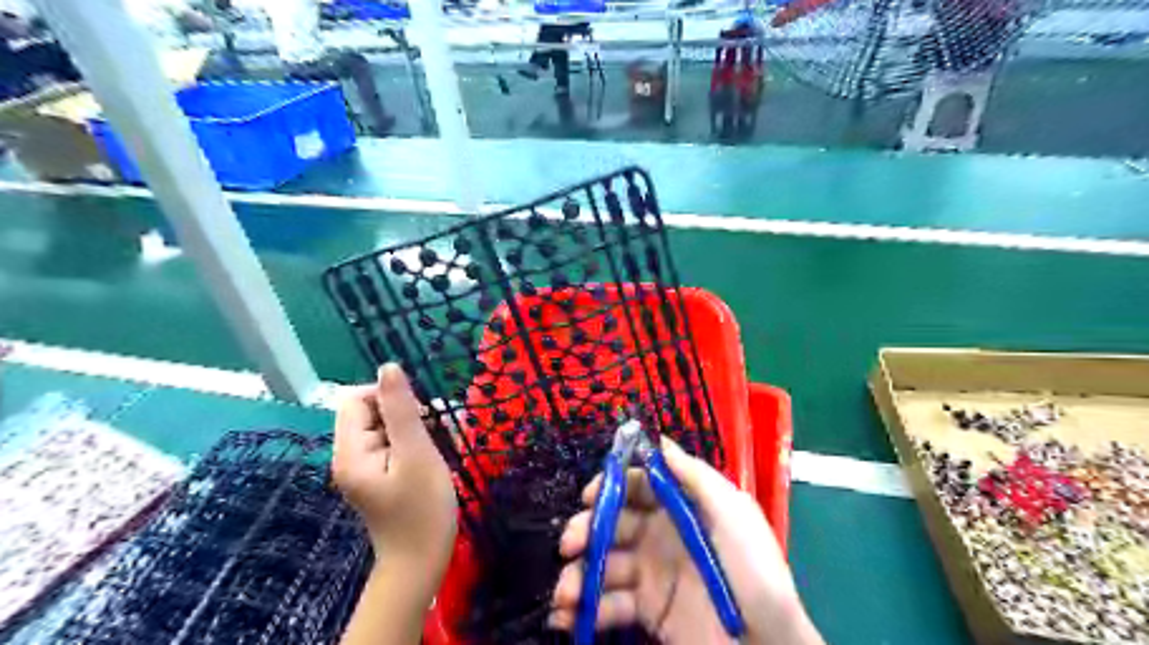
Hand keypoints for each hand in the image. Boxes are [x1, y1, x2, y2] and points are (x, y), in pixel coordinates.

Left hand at [332, 363, 458, 589]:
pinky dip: (416, 442)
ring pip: (387, 426)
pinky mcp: (379, 475)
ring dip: (416, 427)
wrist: (422, 562)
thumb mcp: (417, 453)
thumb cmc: (422, 508)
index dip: (387, 396)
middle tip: (437, 430)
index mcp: (350, 451)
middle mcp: (350, 456)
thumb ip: (402, 409)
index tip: (420, 413)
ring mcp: (364, 467)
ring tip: (442, 444)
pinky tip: (436, 455)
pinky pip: (394, 444)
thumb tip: (388, 366)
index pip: (355, 399)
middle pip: (371, 412)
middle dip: (407, 413)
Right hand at [551, 438, 820, 644]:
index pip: (638, 485)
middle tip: (570, 544)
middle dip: (586, 529)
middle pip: (612, 522)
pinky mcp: (647, 610)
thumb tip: (660, 440)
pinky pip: (609, 604)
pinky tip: (567, 616)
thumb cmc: (753, 570)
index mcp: (681, 507)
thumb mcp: (733, 513)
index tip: (590, 496)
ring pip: (604, 564)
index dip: (612, 486)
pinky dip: (585, 609)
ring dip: (578, 575)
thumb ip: (695, 476)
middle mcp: (660, 534)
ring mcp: (651, 573)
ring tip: (565, 593)